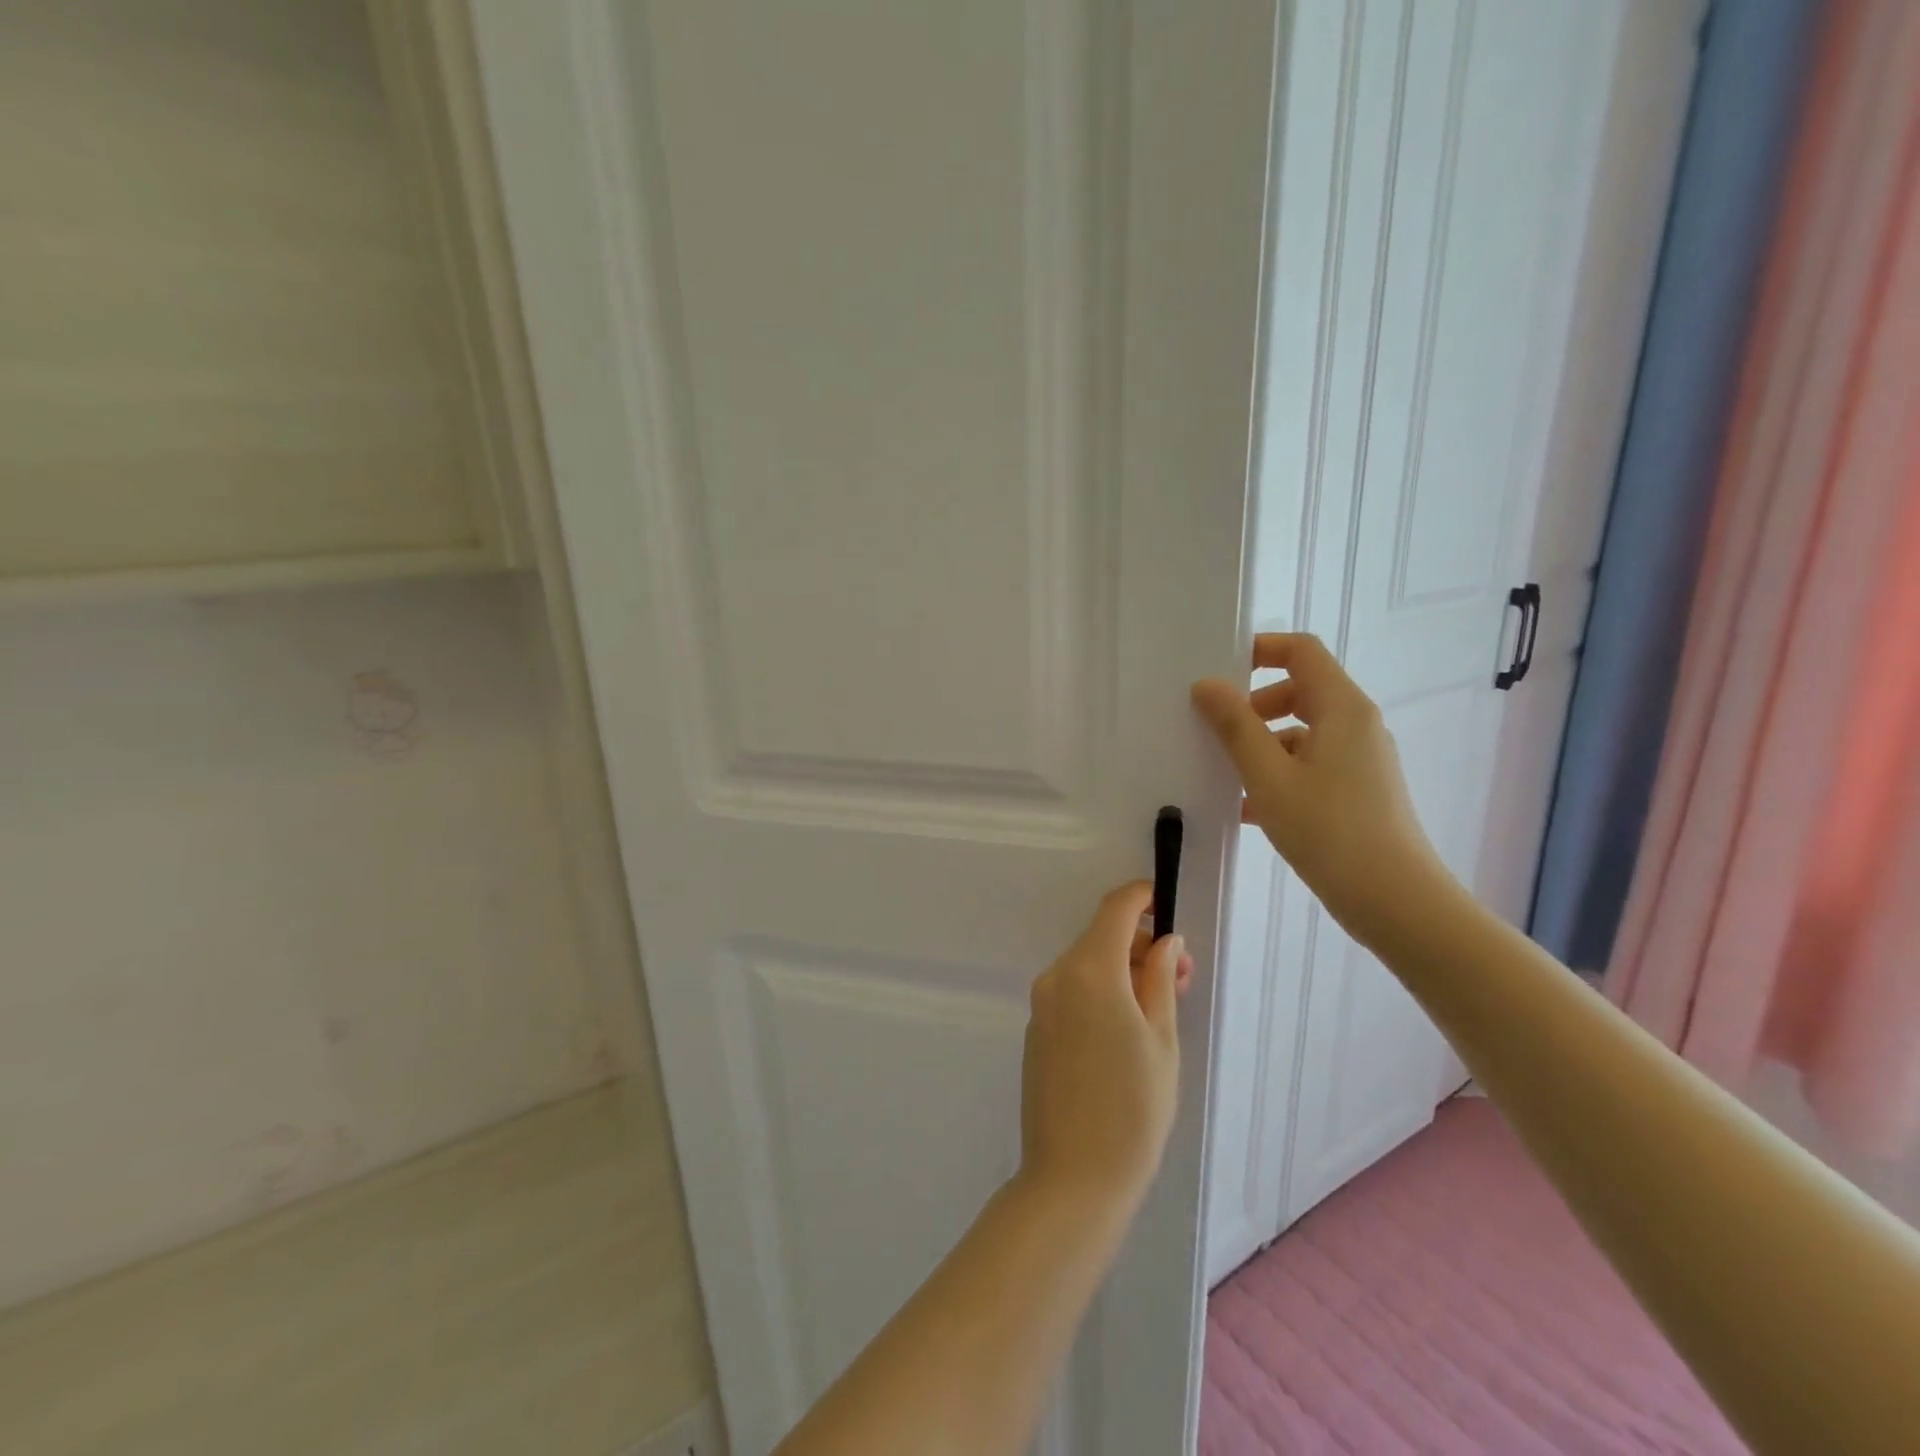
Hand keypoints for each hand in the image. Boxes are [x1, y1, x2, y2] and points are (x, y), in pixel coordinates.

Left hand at [1018, 882, 1191, 1213]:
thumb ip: (1159, 980)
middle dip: (1141, 945)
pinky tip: (1127, 1028)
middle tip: (1180, 976)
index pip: (1115, 909)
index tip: (1166, 905)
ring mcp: (1042, 1003)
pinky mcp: (1036, 1028)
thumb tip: (1164, 941)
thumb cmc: (1133, 1108)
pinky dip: (1101, 991)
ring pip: (1087, 965)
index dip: (1141, 897)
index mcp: (1090, 971)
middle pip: (1101, 938)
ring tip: (1161, 1005)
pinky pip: (1072, 991)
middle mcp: (1058, 976)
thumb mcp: (1161, 1040)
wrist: (1073, 1177)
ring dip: (1123, 970)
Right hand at [1190, 633, 1449, 944]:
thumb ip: (1236, 727)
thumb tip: (1206, 685)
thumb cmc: (1330, 831)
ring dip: (1261, 744)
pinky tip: (1246, 809)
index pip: (1301, 651)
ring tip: (1223, 775)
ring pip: (1302, 732)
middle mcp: (1357, 725)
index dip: (1259, 649)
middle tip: (1215, 729)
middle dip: (1253, 704)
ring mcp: (1361, 760)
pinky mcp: (1358, 791)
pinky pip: (1310, 764)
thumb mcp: (1269, 777)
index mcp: (1342, 708)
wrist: (1396, 902)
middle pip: (1300, 690)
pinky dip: (1278, 773)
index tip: (1218, 671)